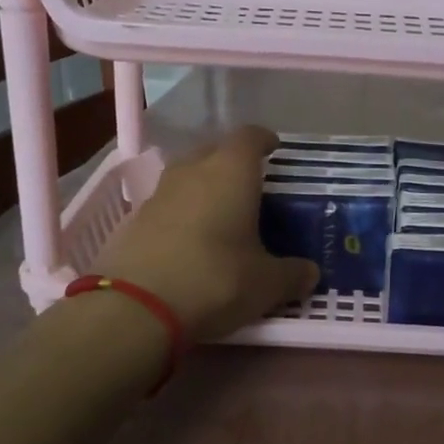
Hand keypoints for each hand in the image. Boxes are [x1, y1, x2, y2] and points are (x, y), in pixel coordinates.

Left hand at [96, 126, 317, 342]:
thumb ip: (292, 274)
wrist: (135, 307)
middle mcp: (192, 170)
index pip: (250, 136)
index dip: (264, 141)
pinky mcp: (133, 220)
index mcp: (231, 171)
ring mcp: (158, 193)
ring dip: (204, 189)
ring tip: (221, 216)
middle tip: (251, 188)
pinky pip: (167, 206)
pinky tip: (190, 243)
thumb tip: (310, 273)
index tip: (274, 151)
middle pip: (215, 152)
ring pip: (187, 178)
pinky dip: (181, 216)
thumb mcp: (266, 284)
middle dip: (232, 164)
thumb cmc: (215, 279)